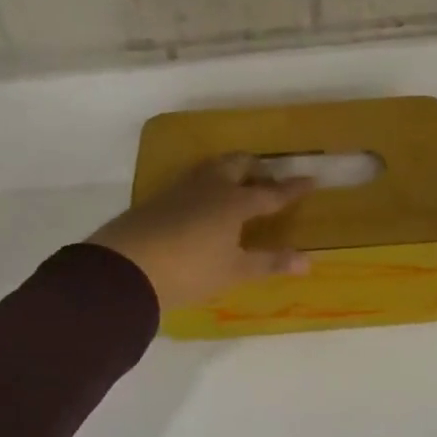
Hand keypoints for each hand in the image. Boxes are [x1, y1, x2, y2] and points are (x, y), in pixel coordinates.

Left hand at [89, 154, 314, 311]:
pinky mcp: (157, 200)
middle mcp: (210, 188)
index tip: (311, 180)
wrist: (125, 269)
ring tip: (237, 187)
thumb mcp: (234, 271)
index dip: (292, 188)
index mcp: (234, 202)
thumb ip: (270, 262)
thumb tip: (307, 261)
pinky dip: (207, 186)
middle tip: (268, 180)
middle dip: (257, 169)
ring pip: (211, 169)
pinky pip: (191, 183)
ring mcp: (180, 190)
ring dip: (229, 172)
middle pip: (238, 165)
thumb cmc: (190, 270)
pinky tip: (203, 204)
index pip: (271, 192)